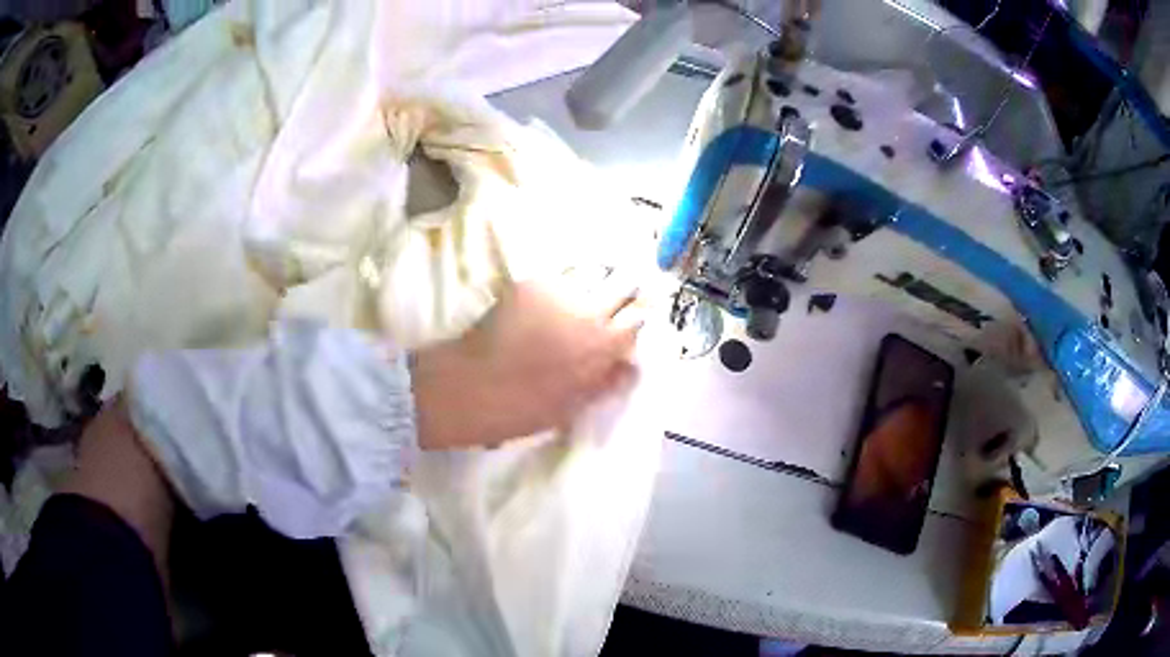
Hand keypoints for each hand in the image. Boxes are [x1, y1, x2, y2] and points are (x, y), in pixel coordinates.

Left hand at [412, 279, 642, 449]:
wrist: (474, 386)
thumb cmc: (527, 406)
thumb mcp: (576, 405)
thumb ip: (607, 382)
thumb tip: (630, 366)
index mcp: (604, 344)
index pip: (638, 317)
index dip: (638, 317)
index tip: (633, 320)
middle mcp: (589, 310)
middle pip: (622, 282)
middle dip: (624, 288)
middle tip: (616, 297)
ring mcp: (559, 292)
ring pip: (592, 272)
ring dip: (596, 279)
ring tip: (587, 291)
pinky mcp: (530, 284)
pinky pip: (558, 275)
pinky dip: (563, 282)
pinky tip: (554, 296)